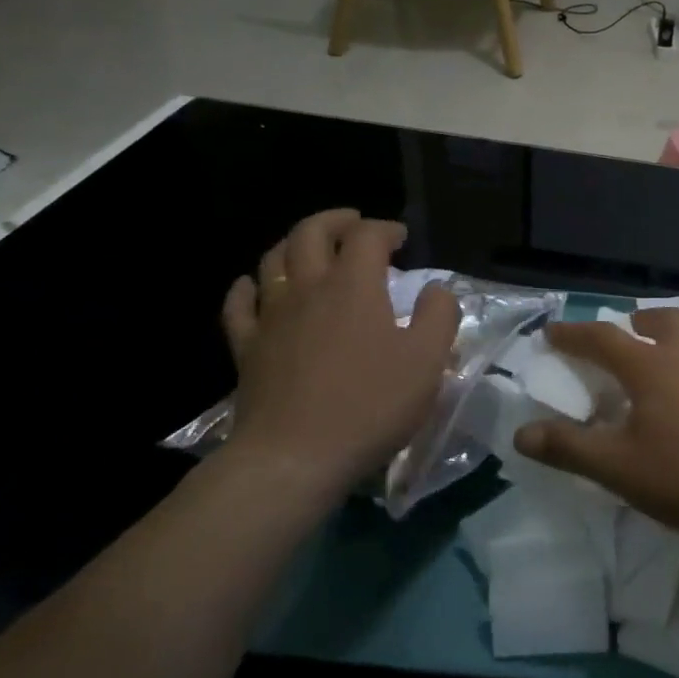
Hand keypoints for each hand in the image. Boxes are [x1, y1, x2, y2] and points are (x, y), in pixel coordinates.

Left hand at [218, 210, 459, 492]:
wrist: (295, 457)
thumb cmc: (369, 406)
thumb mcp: (427, 362)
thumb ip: (439, 316)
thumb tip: (437, 289)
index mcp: (354, 286)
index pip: (367, 237)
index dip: (385, 229)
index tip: (400, 238)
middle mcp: (308, 288)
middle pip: (310, 233)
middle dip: (334, 220)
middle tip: (353, 223)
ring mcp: (271, 316)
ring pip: (272, 260)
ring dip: (294, 244)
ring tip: (310, 248)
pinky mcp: (246, 347)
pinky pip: (239, 304)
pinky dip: (247, 287)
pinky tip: (254, 286)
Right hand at [513, 308, 678, 536]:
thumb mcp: (619, 468)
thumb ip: (569, 448)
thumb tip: (522, 432)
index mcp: (651, 367)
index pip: (602, 338)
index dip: (573, 334)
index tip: (552, 333)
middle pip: (661, 320)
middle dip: (637, 321)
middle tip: (626, 332)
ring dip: (676, 345)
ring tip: (669, 369)